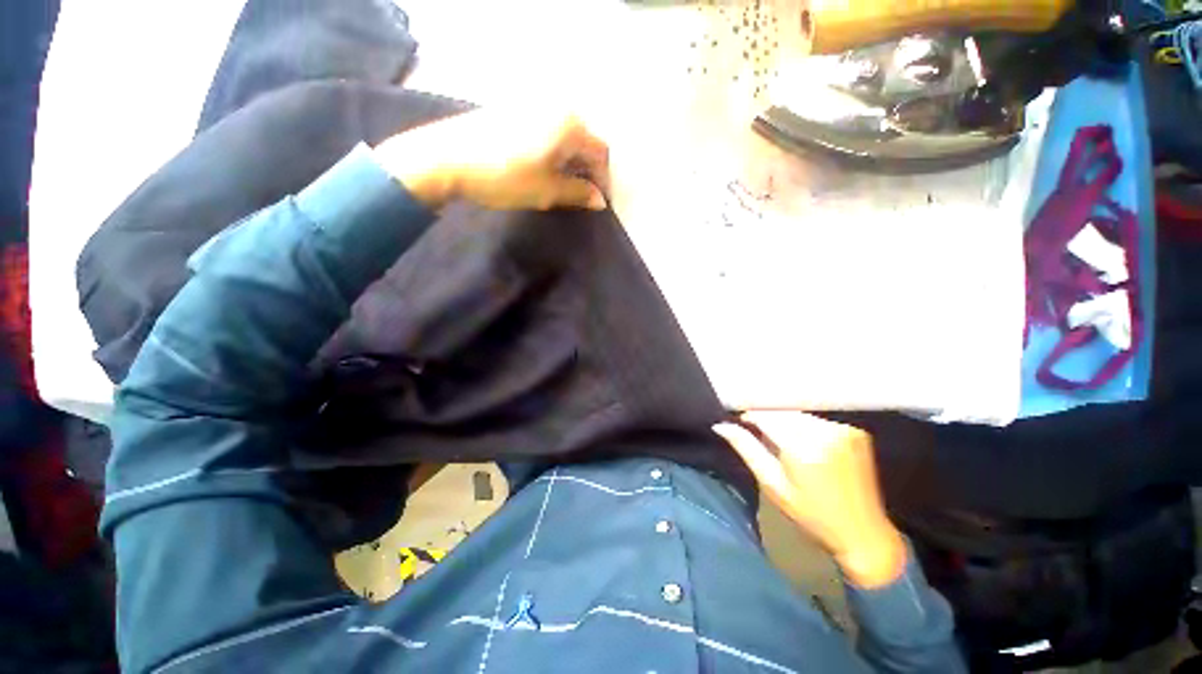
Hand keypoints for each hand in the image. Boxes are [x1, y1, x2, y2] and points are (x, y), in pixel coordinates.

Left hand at [373, 107, 609, 211]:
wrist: (448, 158)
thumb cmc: (506, 176)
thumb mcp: (547, 191)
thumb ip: (578, 193)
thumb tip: (600, 200)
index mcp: (570, 124)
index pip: (600, 152)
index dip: (603, 178)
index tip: (599, 200)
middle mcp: (557, 108)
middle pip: (584, 141)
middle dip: (587, 169)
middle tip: (583, 194)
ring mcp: (534, 105)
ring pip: (566, 136)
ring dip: (571, 161)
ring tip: (564, 184)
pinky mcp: (516, 110)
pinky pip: (547, 131)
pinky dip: (554, 151)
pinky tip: (545, 167)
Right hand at [714, 412, 906, 588]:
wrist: (865, 534)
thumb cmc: (812, 516)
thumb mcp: (773, 485)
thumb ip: (747, 449)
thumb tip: (721, 425)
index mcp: (802, 447)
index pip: (766, 415)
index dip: (749, 414)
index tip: (738, 419)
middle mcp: (825, 431)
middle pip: (783, 410)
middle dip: (766, 415)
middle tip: (754, 429)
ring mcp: (843, 429)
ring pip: (799, 412)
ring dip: (784, 418)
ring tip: (777, 435)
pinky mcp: (854, 431)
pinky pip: (817, 418)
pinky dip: (803, 424)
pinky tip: (802, 439)